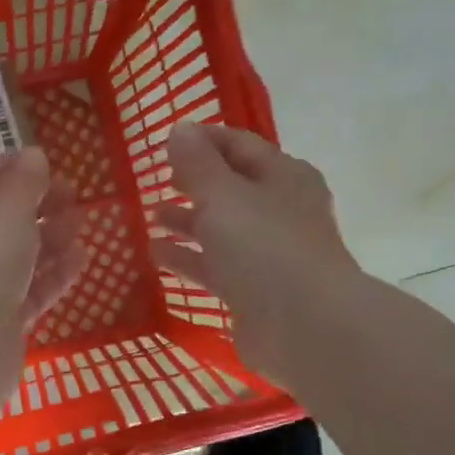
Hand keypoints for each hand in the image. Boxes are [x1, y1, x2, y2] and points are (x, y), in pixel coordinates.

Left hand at [0, 147, 86, 391]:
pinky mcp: (2, 322)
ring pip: (19, 257)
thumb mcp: (6, 211)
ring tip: (81, 223)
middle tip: (74, 195)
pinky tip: (81, 258)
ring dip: (50, 238)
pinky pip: (32, 290)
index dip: (13, 170)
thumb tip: (34, 155)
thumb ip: (25, 183)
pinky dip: (55, 274)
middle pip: (1, 221)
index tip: (48, 162)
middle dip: (37, 205)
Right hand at [148, 122, 363, 381]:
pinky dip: (188, 258)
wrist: (303, 325)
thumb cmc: (264, 247)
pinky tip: (157, 256)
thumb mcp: (223, 195)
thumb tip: (180, 128)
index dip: (202, 141)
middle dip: (193, 184)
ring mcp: (267, 253)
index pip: (239, 145)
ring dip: (187, 222)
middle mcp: (279, 210)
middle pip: (230, 188)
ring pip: (221, 229)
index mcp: (282, 176)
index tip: (165, 143)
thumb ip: (197, 163)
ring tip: (151, 218)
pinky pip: (215, 266)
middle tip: (157, 182)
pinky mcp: (253, 290)